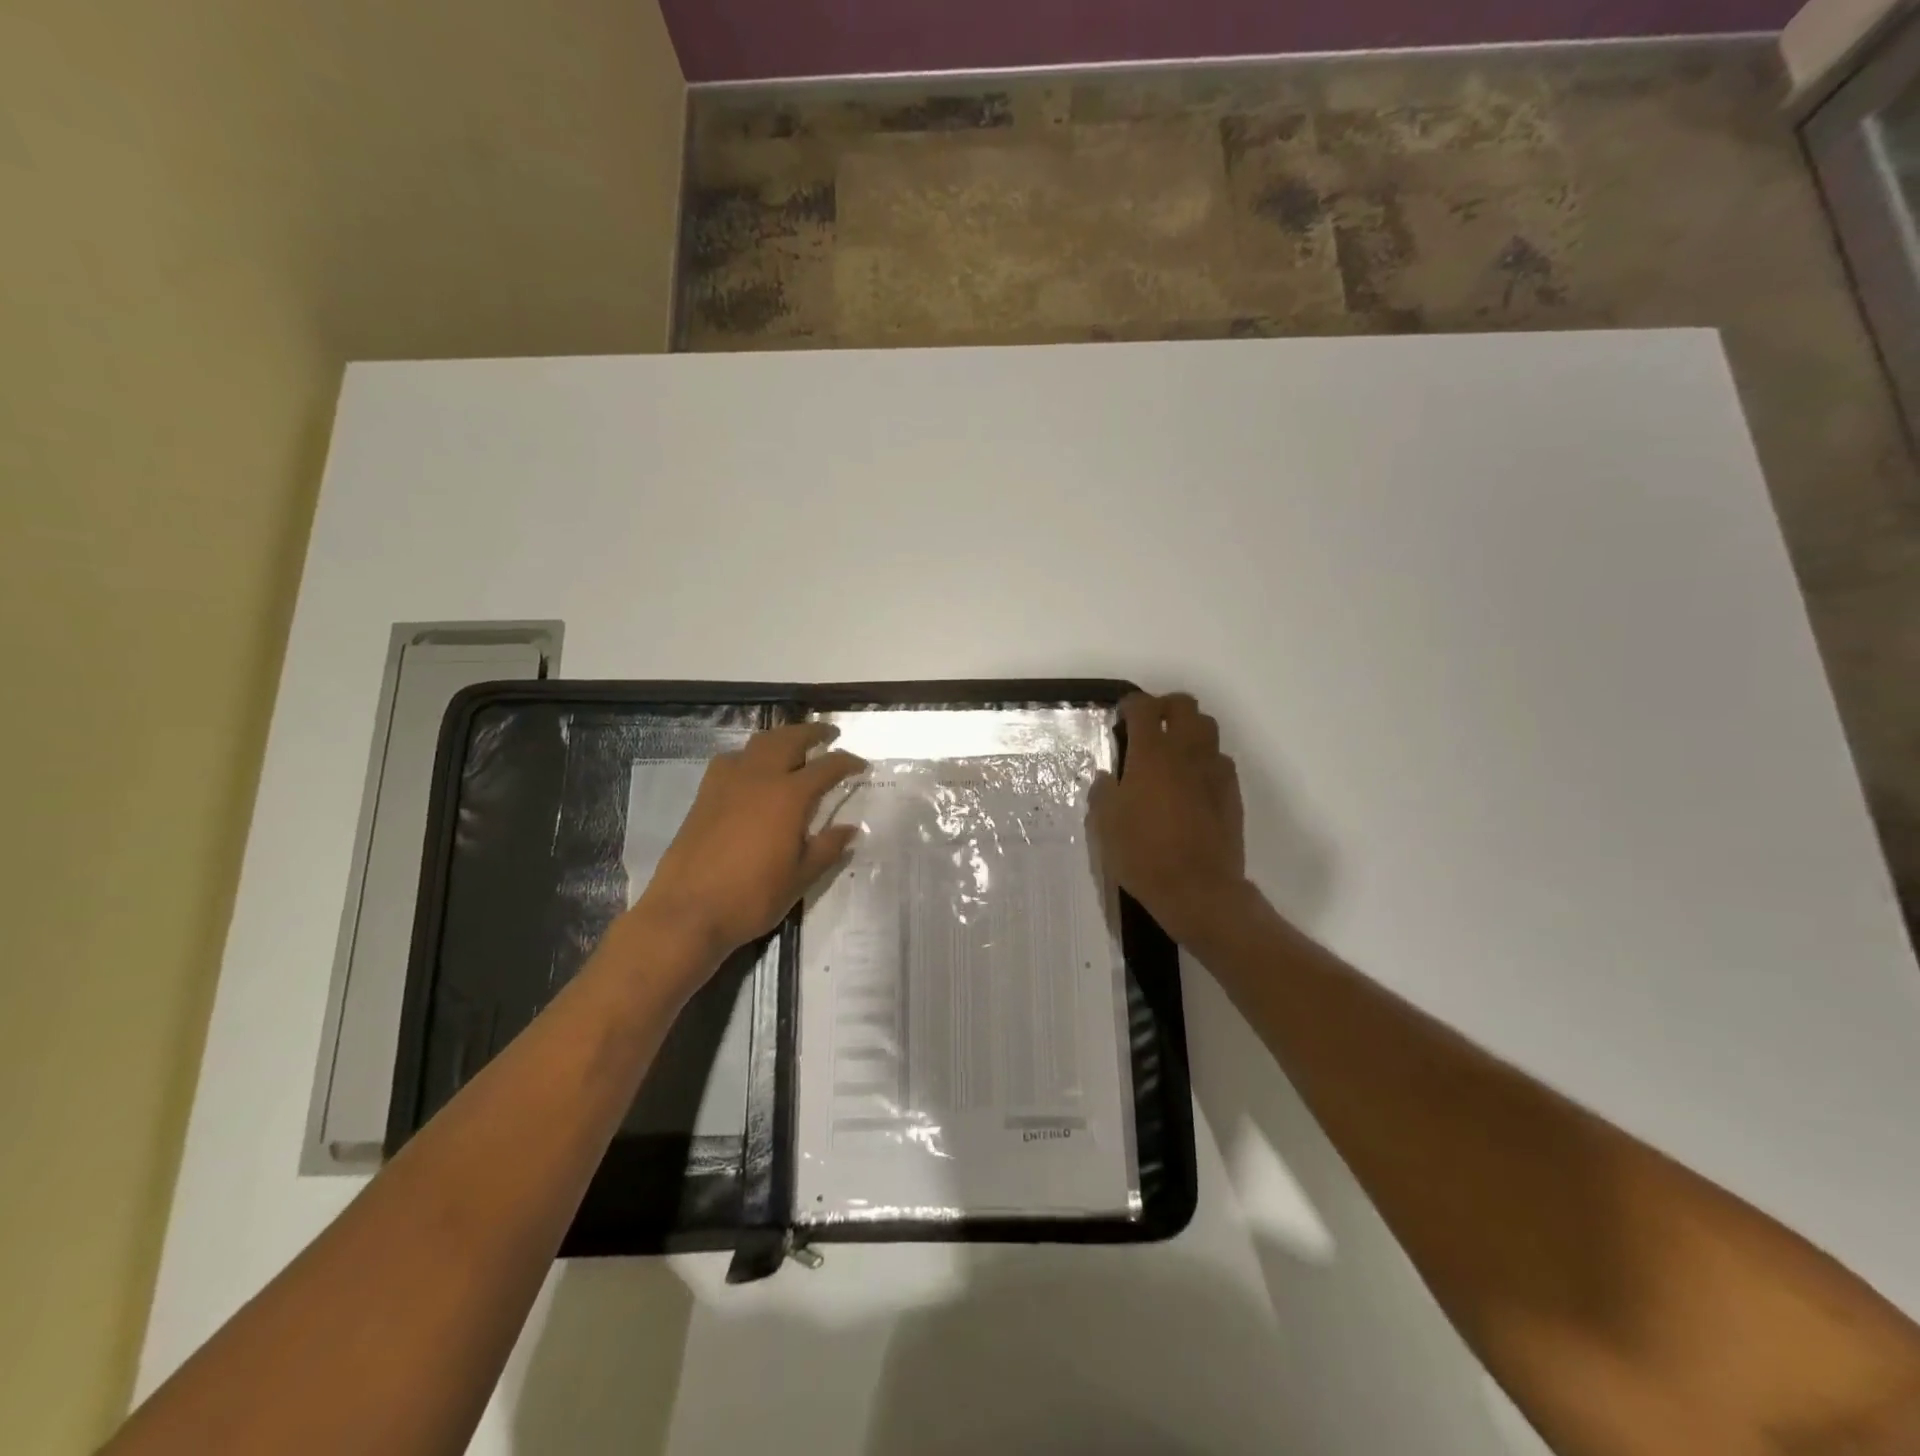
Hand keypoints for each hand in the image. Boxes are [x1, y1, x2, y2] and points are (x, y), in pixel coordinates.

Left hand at [626, 723, 865, 977]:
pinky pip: (731, 759)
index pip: (827, 767)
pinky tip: (752, 772)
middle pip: (789, 739)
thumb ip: (827, 848)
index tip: (861, 765)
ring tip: (793, 746)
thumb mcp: (800, 878)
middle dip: (813, 733)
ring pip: (758, 743)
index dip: (847, 763)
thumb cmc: (751, 898)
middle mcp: (759, 778)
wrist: (687, 912)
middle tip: (829, 735)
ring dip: (781, 738)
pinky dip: (750, 755)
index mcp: (789, 796)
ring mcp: (727, 783)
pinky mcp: (704, 794)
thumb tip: (850, 829)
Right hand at [1089, 692, 1249, 948]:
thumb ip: (1103, 792)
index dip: (1131, 704)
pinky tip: (1192, 782)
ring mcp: (1214, 770)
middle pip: (1184, 705)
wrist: (1198, 889)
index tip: (1121, 716)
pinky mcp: (1232, 791)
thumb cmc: (1143, 854)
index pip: (1144, 707)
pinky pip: (1220, 760)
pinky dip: (1205, 759)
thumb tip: (1108, 777)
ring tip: (1173, 751)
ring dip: (1189, 729)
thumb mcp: (1106, 825)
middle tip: (1149, 726)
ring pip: (1207, 728)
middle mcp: (1186, 751)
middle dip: (1165, 706)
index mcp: (1151, 753)